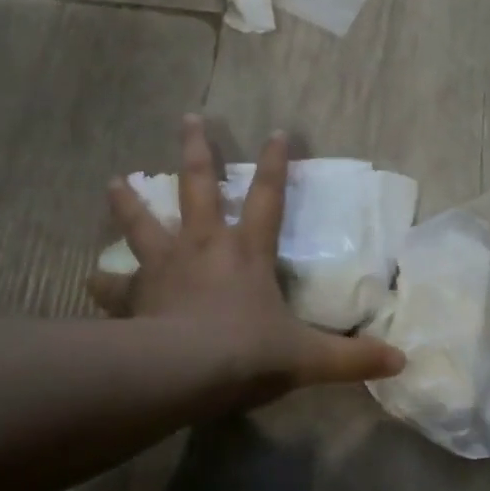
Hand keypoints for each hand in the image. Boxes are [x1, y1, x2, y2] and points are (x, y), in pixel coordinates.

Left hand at [87, 116, 403, 396]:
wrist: (183, 372)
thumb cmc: (247, 353)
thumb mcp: (307, 358)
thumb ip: (352, 359)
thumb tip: (401, 363)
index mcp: (246, 251)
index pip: (267, 196)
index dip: (274, 163)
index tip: (275, 130)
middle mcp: (203, 246)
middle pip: (197, 186)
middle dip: (196, 150)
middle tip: (188, 117)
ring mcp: (165, 266)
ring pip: (143, 222)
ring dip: (129, 201)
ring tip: (114, 180)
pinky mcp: (136, 294)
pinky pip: (114, 286)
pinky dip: (102, 282)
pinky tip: (88, 278)